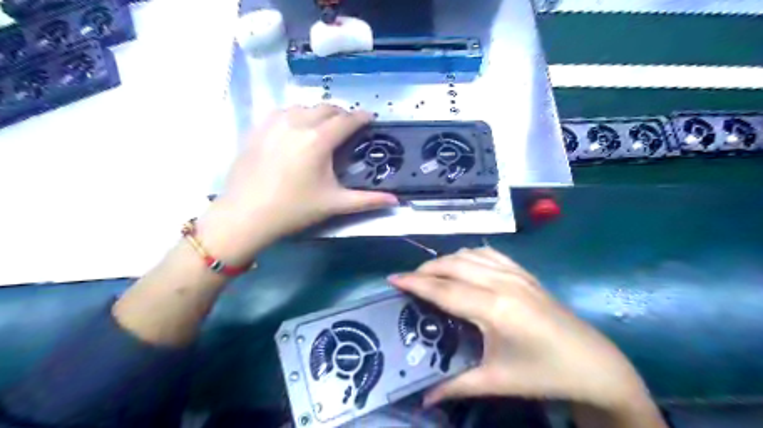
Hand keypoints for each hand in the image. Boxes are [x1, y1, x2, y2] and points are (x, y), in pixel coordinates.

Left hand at [195, 106, 399, 261]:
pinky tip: (296, 130)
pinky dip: (296, 115)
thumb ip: (368, 200)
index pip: (347, 120)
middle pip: (326, 108)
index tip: (370, 119)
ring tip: (324, 127)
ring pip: (304, 107)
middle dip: (342, 114)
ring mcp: (274, 123)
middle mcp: (297, 123)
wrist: (246, 215)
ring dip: (319, 113)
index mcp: (318, 140)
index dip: (362, 117)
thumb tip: (396, 201)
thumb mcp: (334, 204)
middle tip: (349, 127)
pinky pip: (283, 112)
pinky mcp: (258, 128)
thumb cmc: (294, 209)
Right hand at [389, 249, 657, 412]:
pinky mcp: (525, 273)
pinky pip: (490, 254)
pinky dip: (469, 255)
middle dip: (426, 269)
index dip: (415, 282)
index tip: (393, 278)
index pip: (443, 290)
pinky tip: (464, 265)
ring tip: (432, 274)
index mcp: (493, 309)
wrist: (594, 365)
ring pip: (469, 255)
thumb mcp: (496, 382)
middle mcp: (501, 283)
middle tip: (409, 280)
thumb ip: (455, 386)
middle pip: (452, 265)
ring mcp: (515, 274)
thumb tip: (423, 399)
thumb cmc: (544, 375)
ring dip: (446, 261)